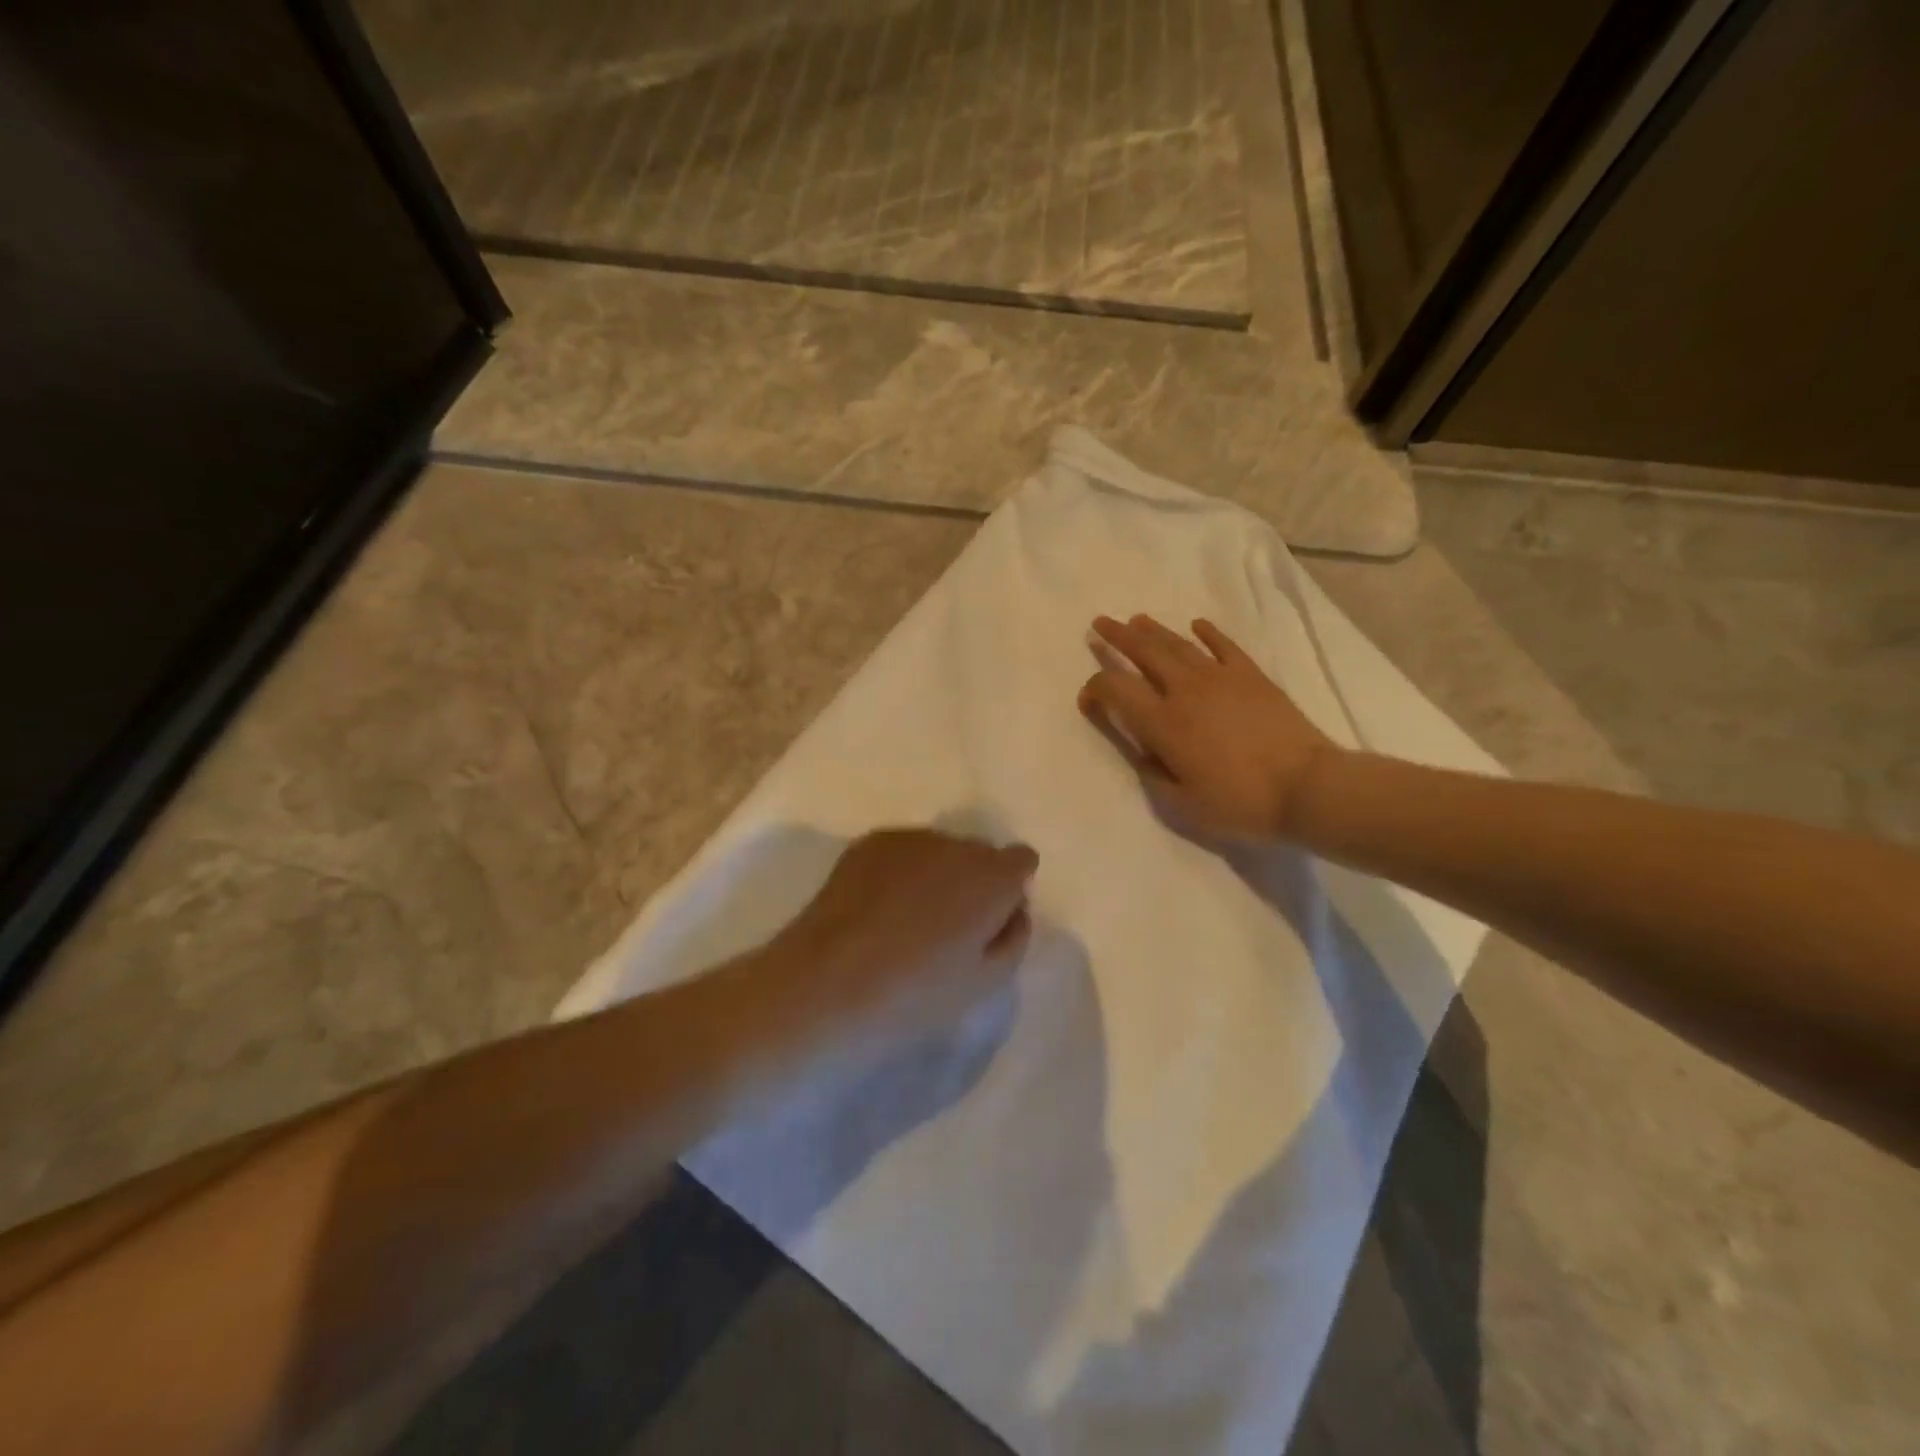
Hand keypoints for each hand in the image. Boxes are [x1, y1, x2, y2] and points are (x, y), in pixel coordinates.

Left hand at [779, 829, 1038, 1033]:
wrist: (827, 983)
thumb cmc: (914, 993)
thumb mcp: (984, 983)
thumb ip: (1012, 938)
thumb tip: (1013, 910)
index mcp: (992, 876)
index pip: (1021, 859)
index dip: (1011, 889)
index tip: (992, 921)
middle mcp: (955, 844)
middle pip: (979, 853)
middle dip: (974, 880)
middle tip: (950, 927)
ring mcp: (909, 838)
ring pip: (939, 850)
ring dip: (937, 874)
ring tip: (909, 919)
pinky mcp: (869, 843)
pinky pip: (904, 852)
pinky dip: (903, 871)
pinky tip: (880, 908)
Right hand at [1079, 614, 1341, 841]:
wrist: (1306, 788)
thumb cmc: (1240, 803)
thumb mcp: (1181, 804)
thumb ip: (1152, 774)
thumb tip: (1141, 751)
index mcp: (1162, 723)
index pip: (1116, 690)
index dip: (1095, 689)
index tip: (1088, 700)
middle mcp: (1184, 690)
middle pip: (1143, 653)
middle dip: (1117, 637)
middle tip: (1100, 624)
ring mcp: (1220, 677)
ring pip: (1178, 644)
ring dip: (1152, 630)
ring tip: (1136, 620)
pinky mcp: (1251, 676)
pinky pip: (1224, 646)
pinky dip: (1208, 633)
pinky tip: (1197, 626)